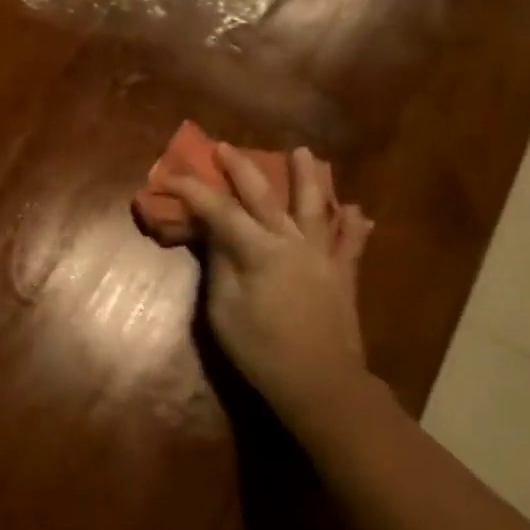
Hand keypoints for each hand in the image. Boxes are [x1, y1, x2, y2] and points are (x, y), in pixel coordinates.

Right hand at [168, 143, 381, 440]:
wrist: (320, 383)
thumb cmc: (261, 350)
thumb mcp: (224, 310)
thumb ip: (220, 266)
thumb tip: (214, 233)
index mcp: (259, 251)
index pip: (220, 211)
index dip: (193, 191)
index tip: (170, 175)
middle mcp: (292, 242)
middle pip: (264, 196)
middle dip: (242, 168)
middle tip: (224, 147)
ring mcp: (322, 256)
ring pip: (315, 206)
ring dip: (308, 177)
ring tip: (304, 152)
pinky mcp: (343, 275)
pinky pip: (351, 244)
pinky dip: (354, 226)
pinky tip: (358, 212)